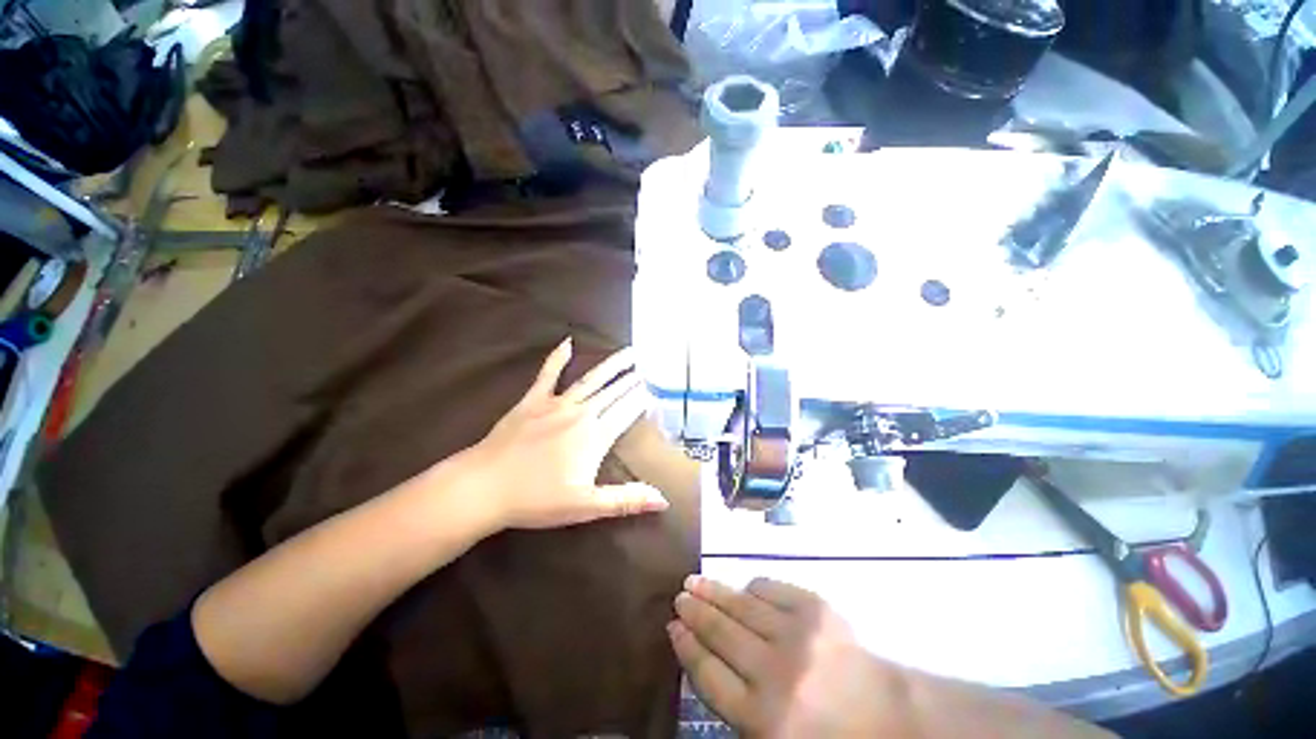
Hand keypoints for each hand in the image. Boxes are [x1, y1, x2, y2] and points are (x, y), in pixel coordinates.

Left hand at [463, 338, 668, 529]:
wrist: (484, 487)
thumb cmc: (536, 499)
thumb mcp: (586, 506)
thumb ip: (626, 499)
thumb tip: (664, 500)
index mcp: (595, 436)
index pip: (627, 411)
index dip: (642, 400)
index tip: (655, 389)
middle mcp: (581, 413)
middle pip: (613, 392)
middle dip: (632, 380)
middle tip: (648, 368)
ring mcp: (555, 404)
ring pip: (591, 379)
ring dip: (611, 365)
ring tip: (629, 352)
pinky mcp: (532, 401)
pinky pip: (548, 374)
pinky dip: (558, 358)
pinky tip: (568, 342)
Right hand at [670, 576, 904, 737]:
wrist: (892, 717)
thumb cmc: (826, 736)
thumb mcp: (773, 737)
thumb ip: (735, 703)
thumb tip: (702, 653)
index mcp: (763, 720)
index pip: (709, 674)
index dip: (686, 647)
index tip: (673, 627)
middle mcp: (775, 674)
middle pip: (720, 634)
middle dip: (695, 613)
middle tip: (679, 597)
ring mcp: (797, 635)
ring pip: (741, 606)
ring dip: (713, 591)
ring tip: (694, 581)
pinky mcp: (816, 609)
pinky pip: (770, 588)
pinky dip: (753, 587)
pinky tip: (743, 589)